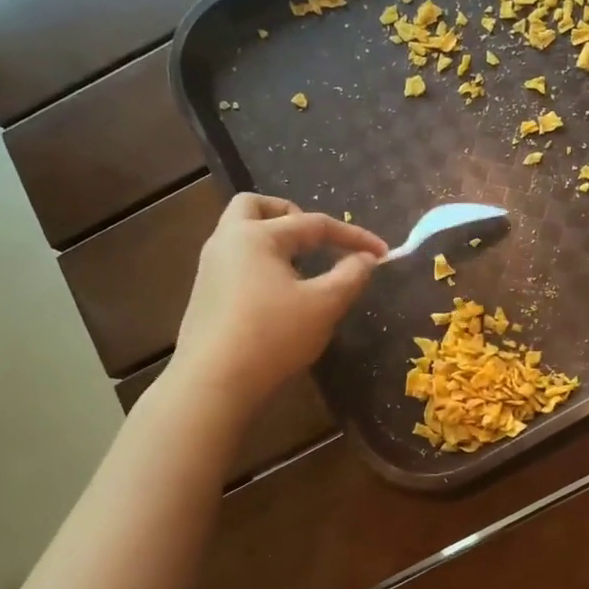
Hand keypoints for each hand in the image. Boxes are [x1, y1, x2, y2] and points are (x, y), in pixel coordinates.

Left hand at [171, 193, 387, 417]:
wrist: (214, 382)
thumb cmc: (274, 336)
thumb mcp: (324, 305)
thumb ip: (350, 276)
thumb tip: (366, 258)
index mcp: (256, 235)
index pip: (314, 224)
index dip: (353, 237)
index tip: (382, 252)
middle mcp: (227, 241)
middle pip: (255, 206)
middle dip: (291, 215)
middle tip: (317, 240)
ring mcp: (210, 269)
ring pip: (242, 235)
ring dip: (275, 240)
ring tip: (302, 269)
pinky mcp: (205, 296)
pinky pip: (236, 263)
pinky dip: (261, 264)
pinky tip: (278, 296)